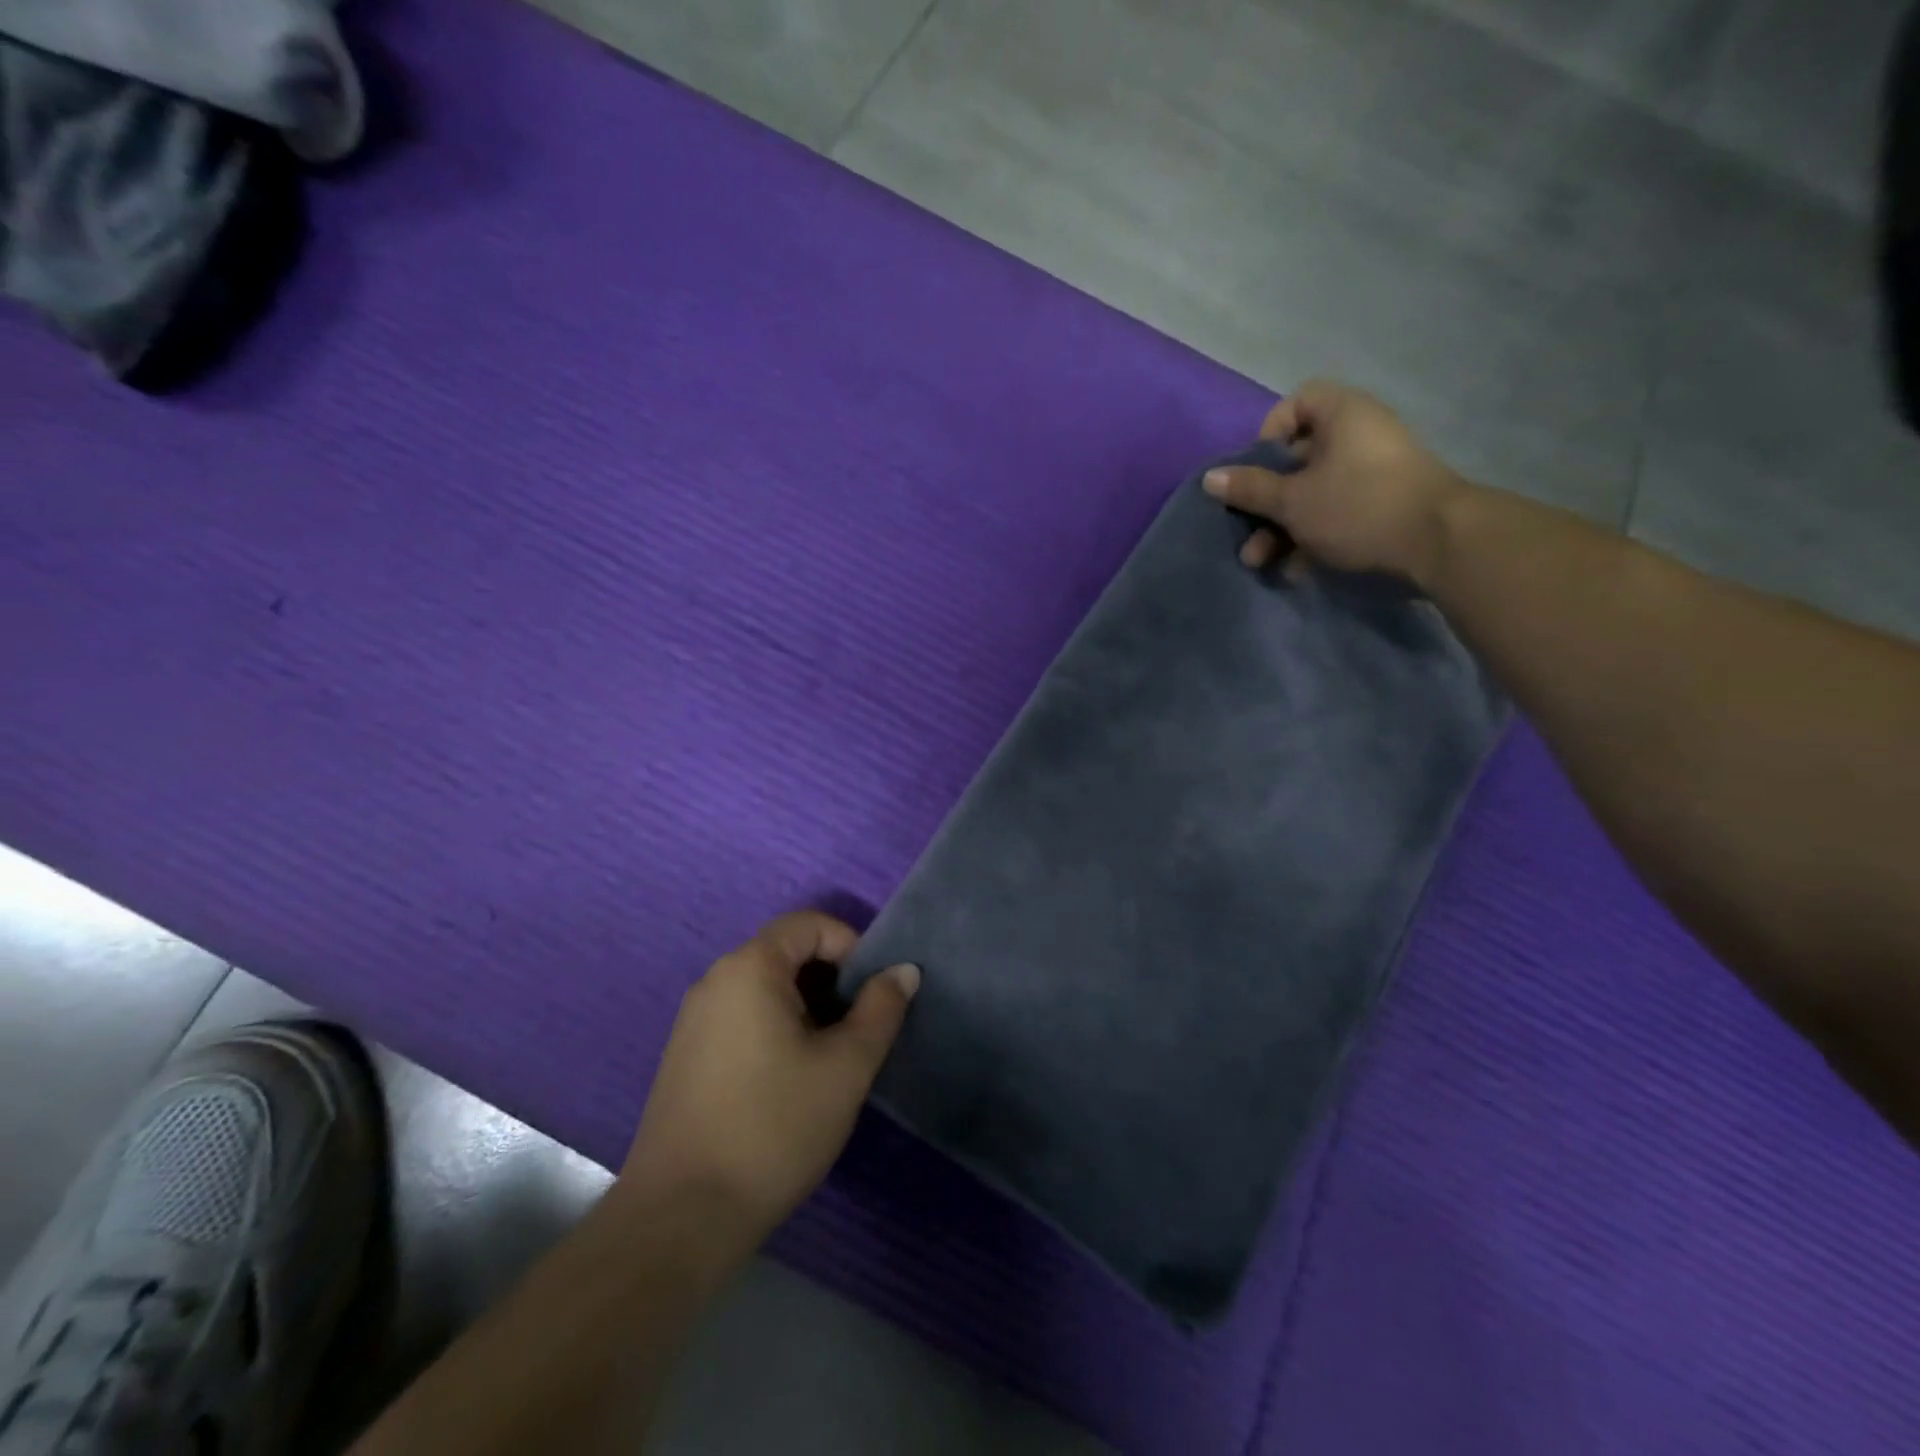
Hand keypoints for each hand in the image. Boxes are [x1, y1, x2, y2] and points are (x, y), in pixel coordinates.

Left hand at [616, 912, 919, 1256]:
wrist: (681, 1219)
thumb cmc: (773, 1128)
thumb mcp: (846, 1067)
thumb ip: (880, 1009)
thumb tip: (903, 970)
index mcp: (750, 968)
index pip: (810, 924)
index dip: (852, 947)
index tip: (874, 995)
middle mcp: (715, 980)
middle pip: (787, 953)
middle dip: (832, 981)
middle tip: (858, 1030)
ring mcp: (694, 1020)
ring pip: (766, 989)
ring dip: (807, 1008)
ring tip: (830, 1060)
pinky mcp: (686, 1056)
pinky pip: (742, 1017)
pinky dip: (777, 1029)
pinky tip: (789, 1083)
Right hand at [1202, 381, 1469, 586]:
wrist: (1438, 543)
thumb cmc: (1357, 507)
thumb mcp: (1293, 500)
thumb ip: (1250, 489)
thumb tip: (1209, 478)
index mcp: (1342, 416)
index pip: (1297, 403)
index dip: (1269, 434)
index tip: (1255, 470)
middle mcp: (1359, 437)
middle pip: (1297, 459)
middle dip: (1265, 501)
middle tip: (1246, 531)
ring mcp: (1373, 473)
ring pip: (1313, 494)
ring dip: (1281, 529)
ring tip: (1261, 562)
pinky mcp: (1382, 506)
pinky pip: (1336, 514)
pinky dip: (1312, 538)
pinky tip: (1295, 570)